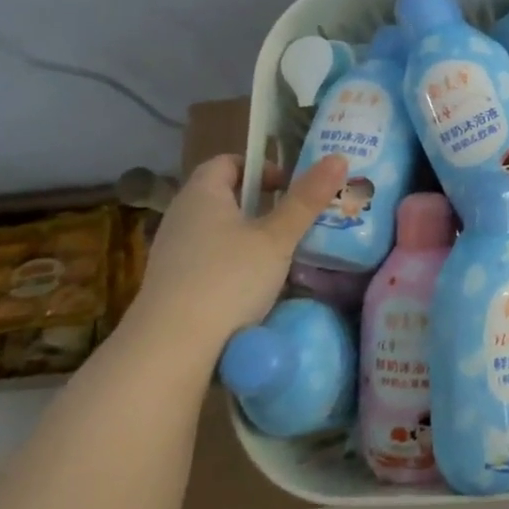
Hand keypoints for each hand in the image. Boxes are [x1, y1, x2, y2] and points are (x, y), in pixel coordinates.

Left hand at [120, 152, 348, 362]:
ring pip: (217, 231)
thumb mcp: (277, 237)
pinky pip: (208, 260)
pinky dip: (233, 264)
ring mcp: (172, 253)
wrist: (170, 349)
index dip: (260, 167)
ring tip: (281, 253)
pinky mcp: (172, 286)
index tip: (288, 185)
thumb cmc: (228, 279)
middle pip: (224, 196)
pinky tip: (254, 287)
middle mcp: (181, 217)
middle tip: (295, 218)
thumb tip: (338, 158)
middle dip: (261, 203)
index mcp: (202, 194)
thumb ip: (307, 198)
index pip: (228, 162)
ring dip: (248, 237)